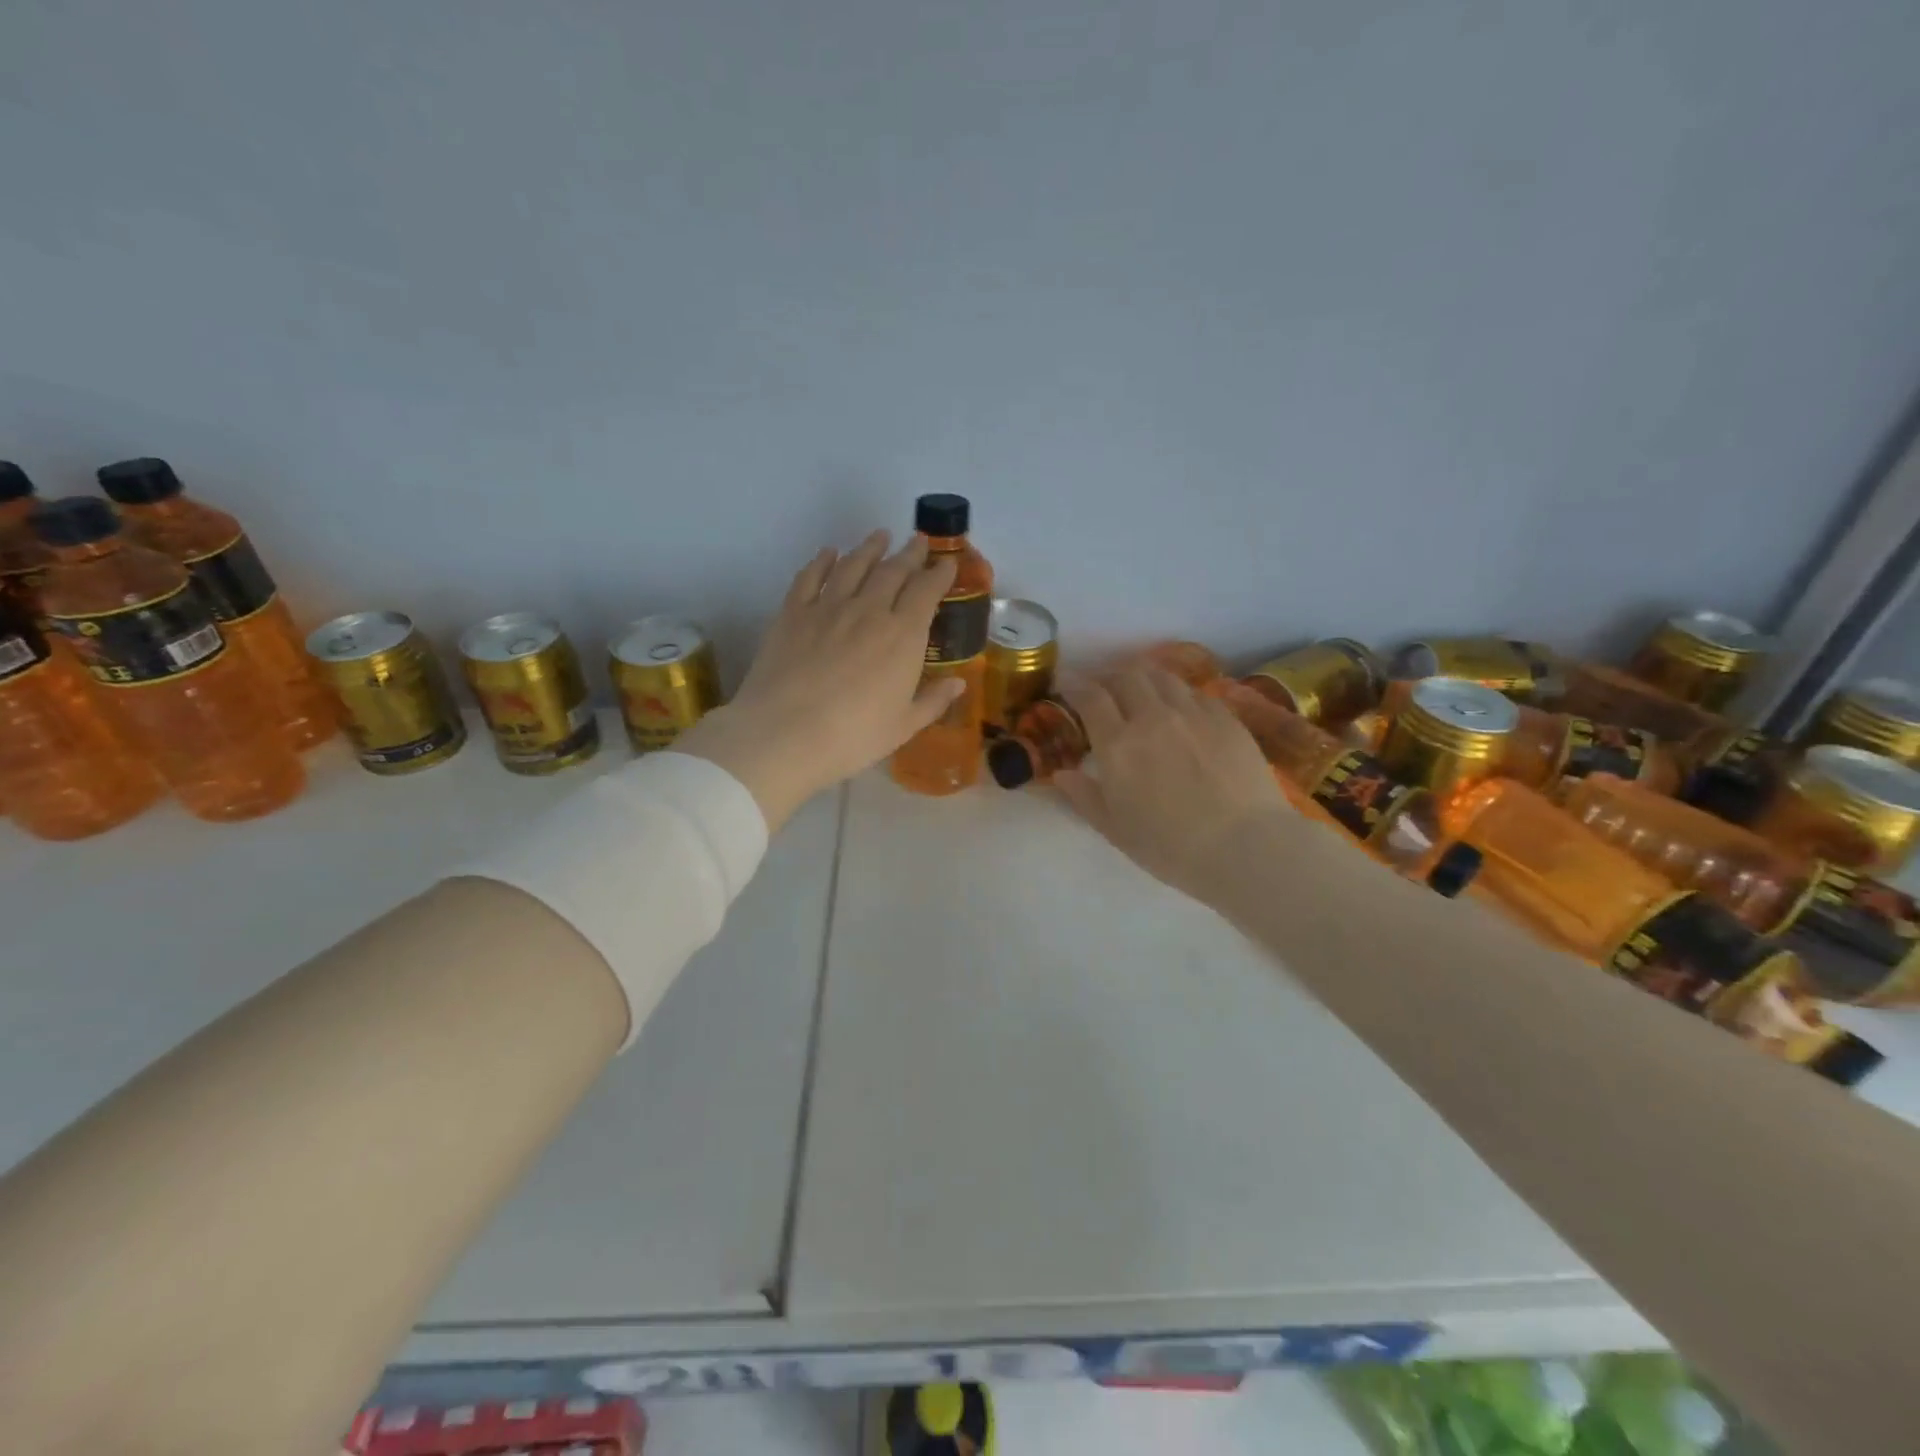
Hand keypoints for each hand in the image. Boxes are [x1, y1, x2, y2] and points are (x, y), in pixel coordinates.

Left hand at [675, 530, 962, 829]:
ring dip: (869, 548)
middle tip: (918, 541)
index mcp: (903, 636)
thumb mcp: (903, 726)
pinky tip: (828, 553)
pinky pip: (810, 576)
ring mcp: (828, 607)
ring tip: (880, 535)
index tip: (947, 563)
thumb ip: (933, 701)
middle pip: (893, 571)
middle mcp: (870, 610)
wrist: (784, 733)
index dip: (939, 574)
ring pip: (853, 565)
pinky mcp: (792, 612)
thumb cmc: (853, 736)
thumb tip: (959, 683)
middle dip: (909, 554)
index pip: (927, 592)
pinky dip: (822, 561)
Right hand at [1054, 667, 1290, 902]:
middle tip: (1105, 690)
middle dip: (1109, 677)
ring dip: (1144, 679)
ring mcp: (1193, 713)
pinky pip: (1195, 693)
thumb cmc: (1171, 847)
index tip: (1068, 685)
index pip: (1091, 697)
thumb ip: (1084, 797)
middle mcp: (1152, 717)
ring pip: (1162, 677)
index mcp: (1118, 745)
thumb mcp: (1116, 830)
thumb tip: (1061, 774)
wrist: (1246, 847)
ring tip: (1142, 692)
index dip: (1075, 684)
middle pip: (1126, 676)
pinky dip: (1178, 694)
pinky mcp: (1226, 718)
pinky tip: (1181, 709)